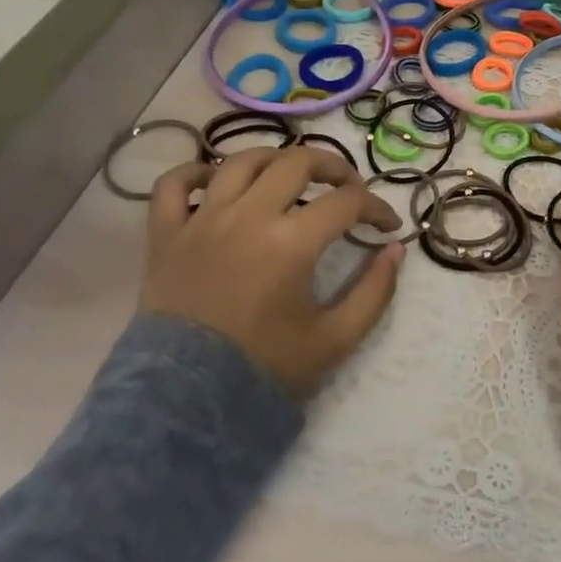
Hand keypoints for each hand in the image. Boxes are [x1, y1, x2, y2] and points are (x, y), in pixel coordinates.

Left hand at [140, 147, 403, 397]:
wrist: (187, 402)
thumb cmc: (265, 368)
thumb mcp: (336, 339)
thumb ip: (375, 292)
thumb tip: (395, 249)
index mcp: (291, 242)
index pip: (347, 202)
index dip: (376, 207)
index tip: (387, 225)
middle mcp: (247, 216)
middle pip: (297, 162)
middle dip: (334, 167)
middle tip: (348, 188)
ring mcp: (201, 220)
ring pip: (241, 161)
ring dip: (274, 159)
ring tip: (291, 176)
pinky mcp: (165, 234)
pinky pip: (172, 185)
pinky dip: (194, 172)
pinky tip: (217, 180)